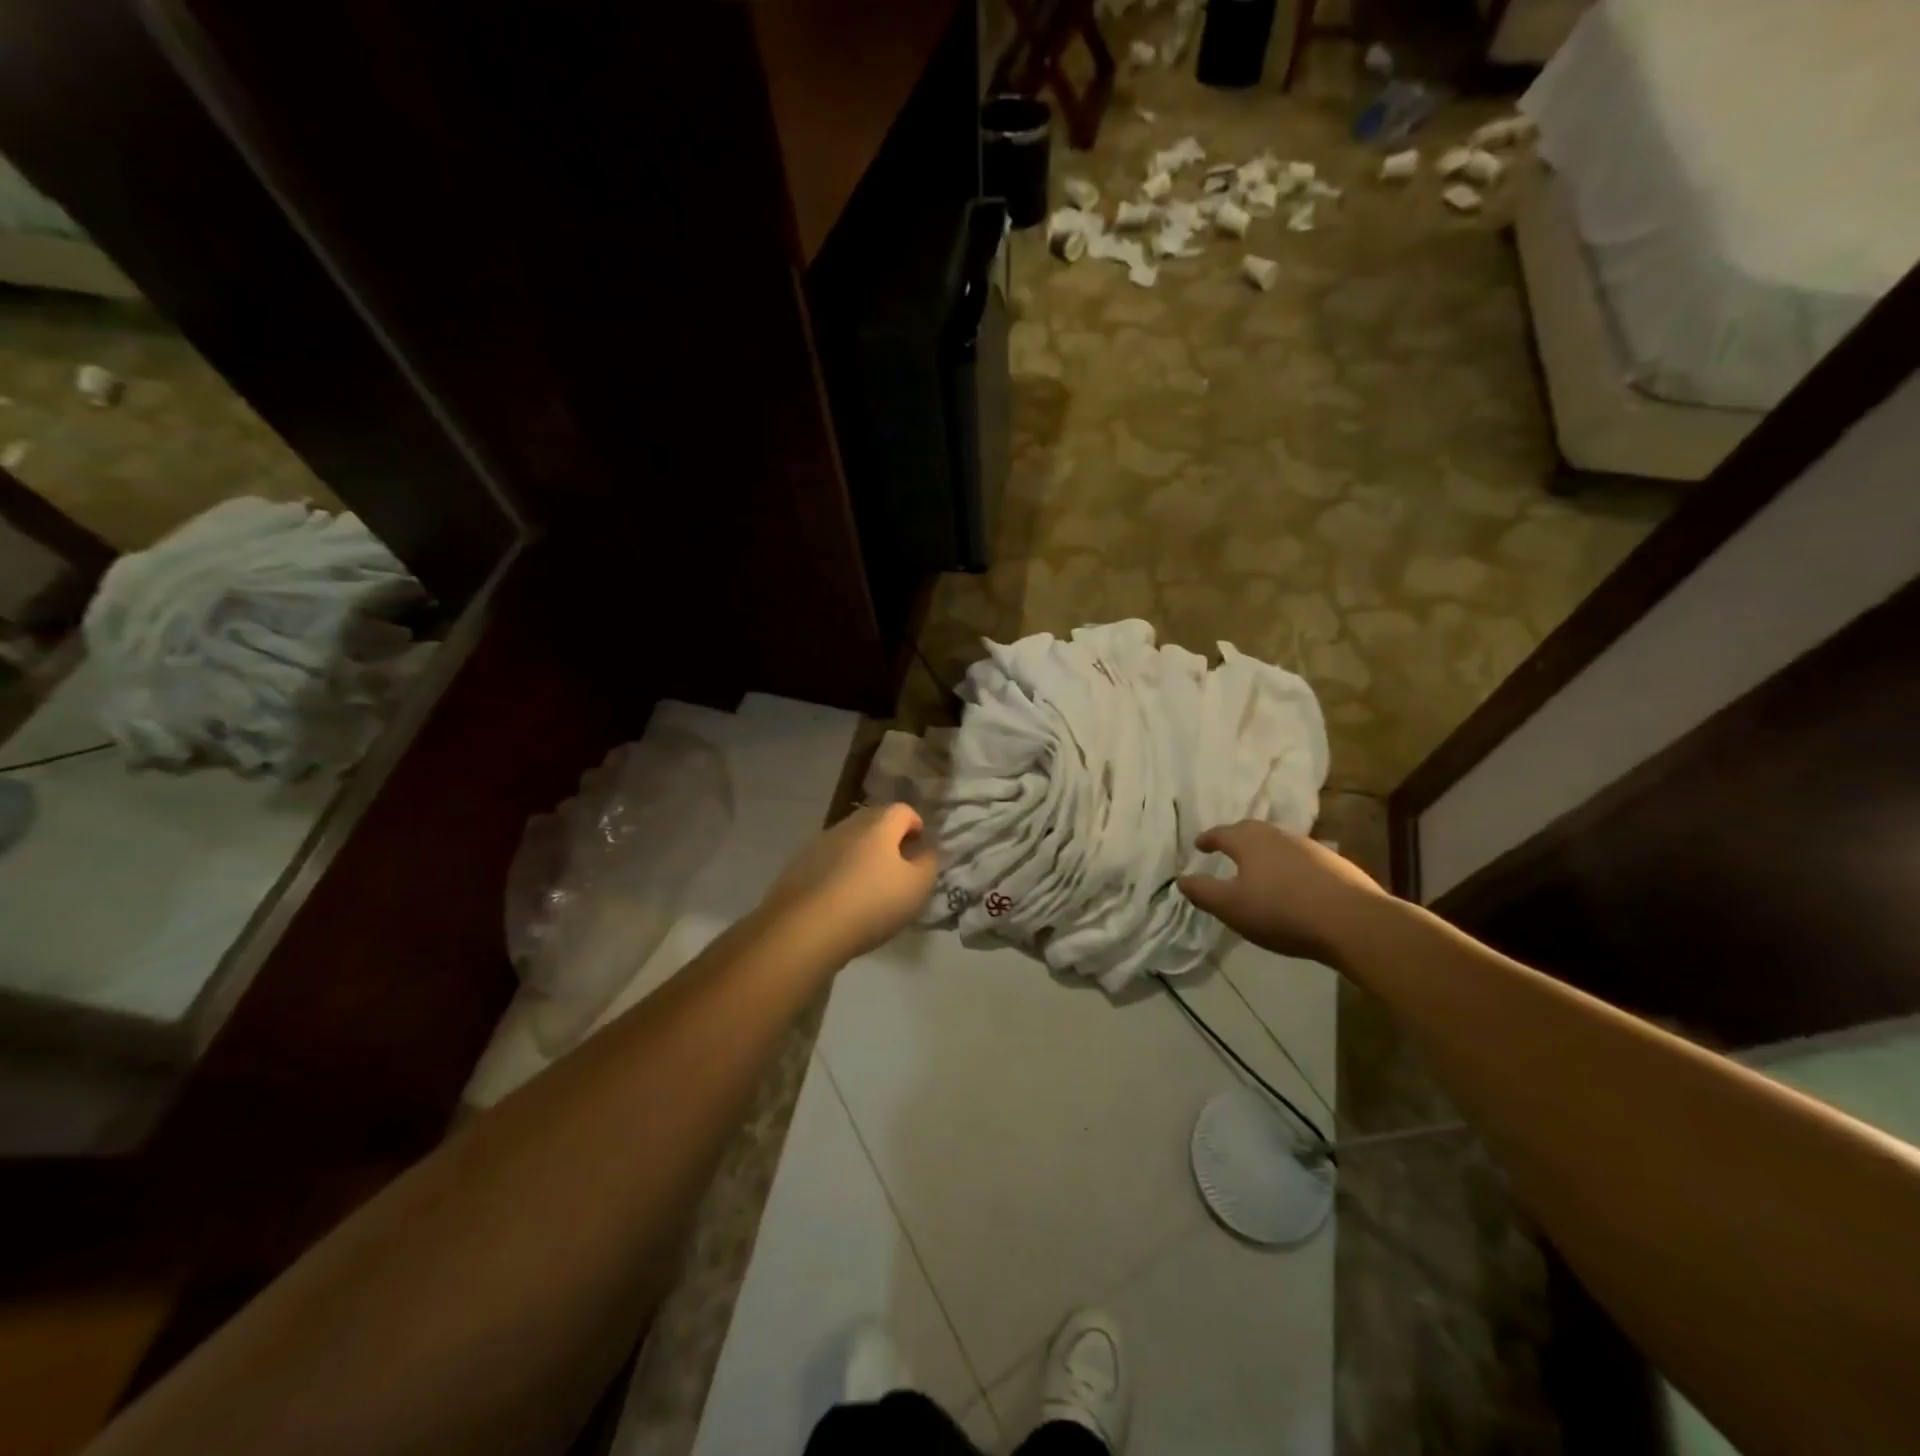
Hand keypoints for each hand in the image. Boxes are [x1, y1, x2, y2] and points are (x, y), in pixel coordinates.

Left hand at [758, 803, 938, 964]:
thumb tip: (925, 849)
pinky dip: (839, 873)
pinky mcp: (798, 866)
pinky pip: (828, 862)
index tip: (920, 850)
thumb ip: (928, 862)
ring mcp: (819, 844)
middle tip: (898, 869)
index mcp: (879, 824)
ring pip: (849, 841)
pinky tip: (842, 901)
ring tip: (869, 888)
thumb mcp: (916, 887)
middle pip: (874, 822)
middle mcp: (847, 825)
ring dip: (862, 857)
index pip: (903, 810)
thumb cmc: (870, 904)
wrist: (804, 929)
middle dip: (889, 840)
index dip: (916, 826)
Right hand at [1178, 821, 1388, 968]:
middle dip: (1236, 839)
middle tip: (1226, 850)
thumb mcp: (1231, 907)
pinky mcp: (1334, 863)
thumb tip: (1181, 879)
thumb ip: (1203, 892)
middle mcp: (1278, 835)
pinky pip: (1300, 858)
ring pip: (1278, 843)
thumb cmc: (1281, 911)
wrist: (1352, 921)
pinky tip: (1292, 883)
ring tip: (1258, 868)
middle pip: (1251, 831)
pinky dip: (1288, 865)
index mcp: (1249, 841)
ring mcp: (1310, 847)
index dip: (1208, 839)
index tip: (1199, 845)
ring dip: (1264, 852)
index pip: (1221, 833)